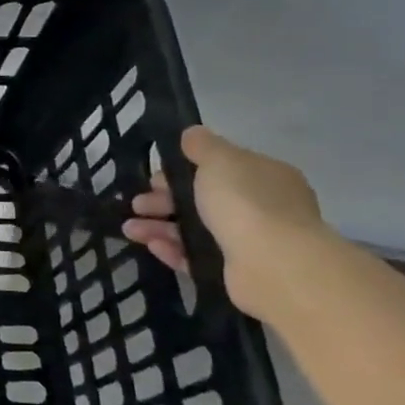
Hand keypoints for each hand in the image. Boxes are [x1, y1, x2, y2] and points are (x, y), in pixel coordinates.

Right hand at [122, 125, 325, 317]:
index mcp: (264, 177)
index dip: (183, 170)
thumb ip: (203, 145)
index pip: (220, 169)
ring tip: (130, 229)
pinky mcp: (235, 271)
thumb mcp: (220, 160)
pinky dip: (174, 250)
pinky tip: (151, 245)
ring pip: (195, 229)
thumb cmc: (245, 203)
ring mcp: (249, 242)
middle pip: (202, 200)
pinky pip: (197, 257)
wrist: (274, 265)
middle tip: (137, 204)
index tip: (155, 177)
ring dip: (160, 226)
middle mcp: (261, 208)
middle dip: (164, 200)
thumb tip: (192, 133)